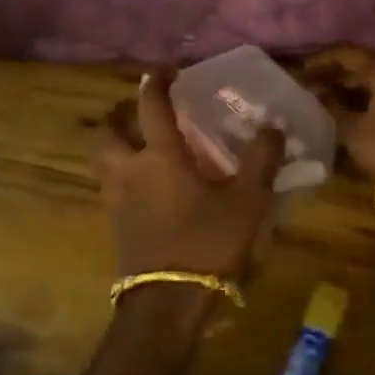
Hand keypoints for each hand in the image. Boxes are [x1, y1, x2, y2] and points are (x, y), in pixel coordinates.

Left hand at [91, 68, 285, 282]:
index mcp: (160, 157)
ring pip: (102, 162)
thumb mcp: (247, 200)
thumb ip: (261, 160)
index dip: (156, 82)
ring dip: (114, 146)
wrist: (168, 303)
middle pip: (107, 133)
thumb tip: (272, 127)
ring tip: (136, 145)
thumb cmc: (208, 243)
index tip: (165, 70)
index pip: (151, 106)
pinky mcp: (115, 226)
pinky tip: (144, 186)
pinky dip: (120, 175)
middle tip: (135, 112)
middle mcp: (130, 171)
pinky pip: (109, 188)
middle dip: (117, 116)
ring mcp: (116, 200)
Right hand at [304, 50, 374, 178]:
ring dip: (350, 91)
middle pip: (362, 67)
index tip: (302, 73)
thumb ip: (331, 108)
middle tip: (311, 89)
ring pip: (374, 83)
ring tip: (326, 103)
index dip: (321, 62)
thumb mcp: (352, 130)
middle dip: (335, 77)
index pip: (346, 54)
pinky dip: (366, 101)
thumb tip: (316, 94)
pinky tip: (351, 115)